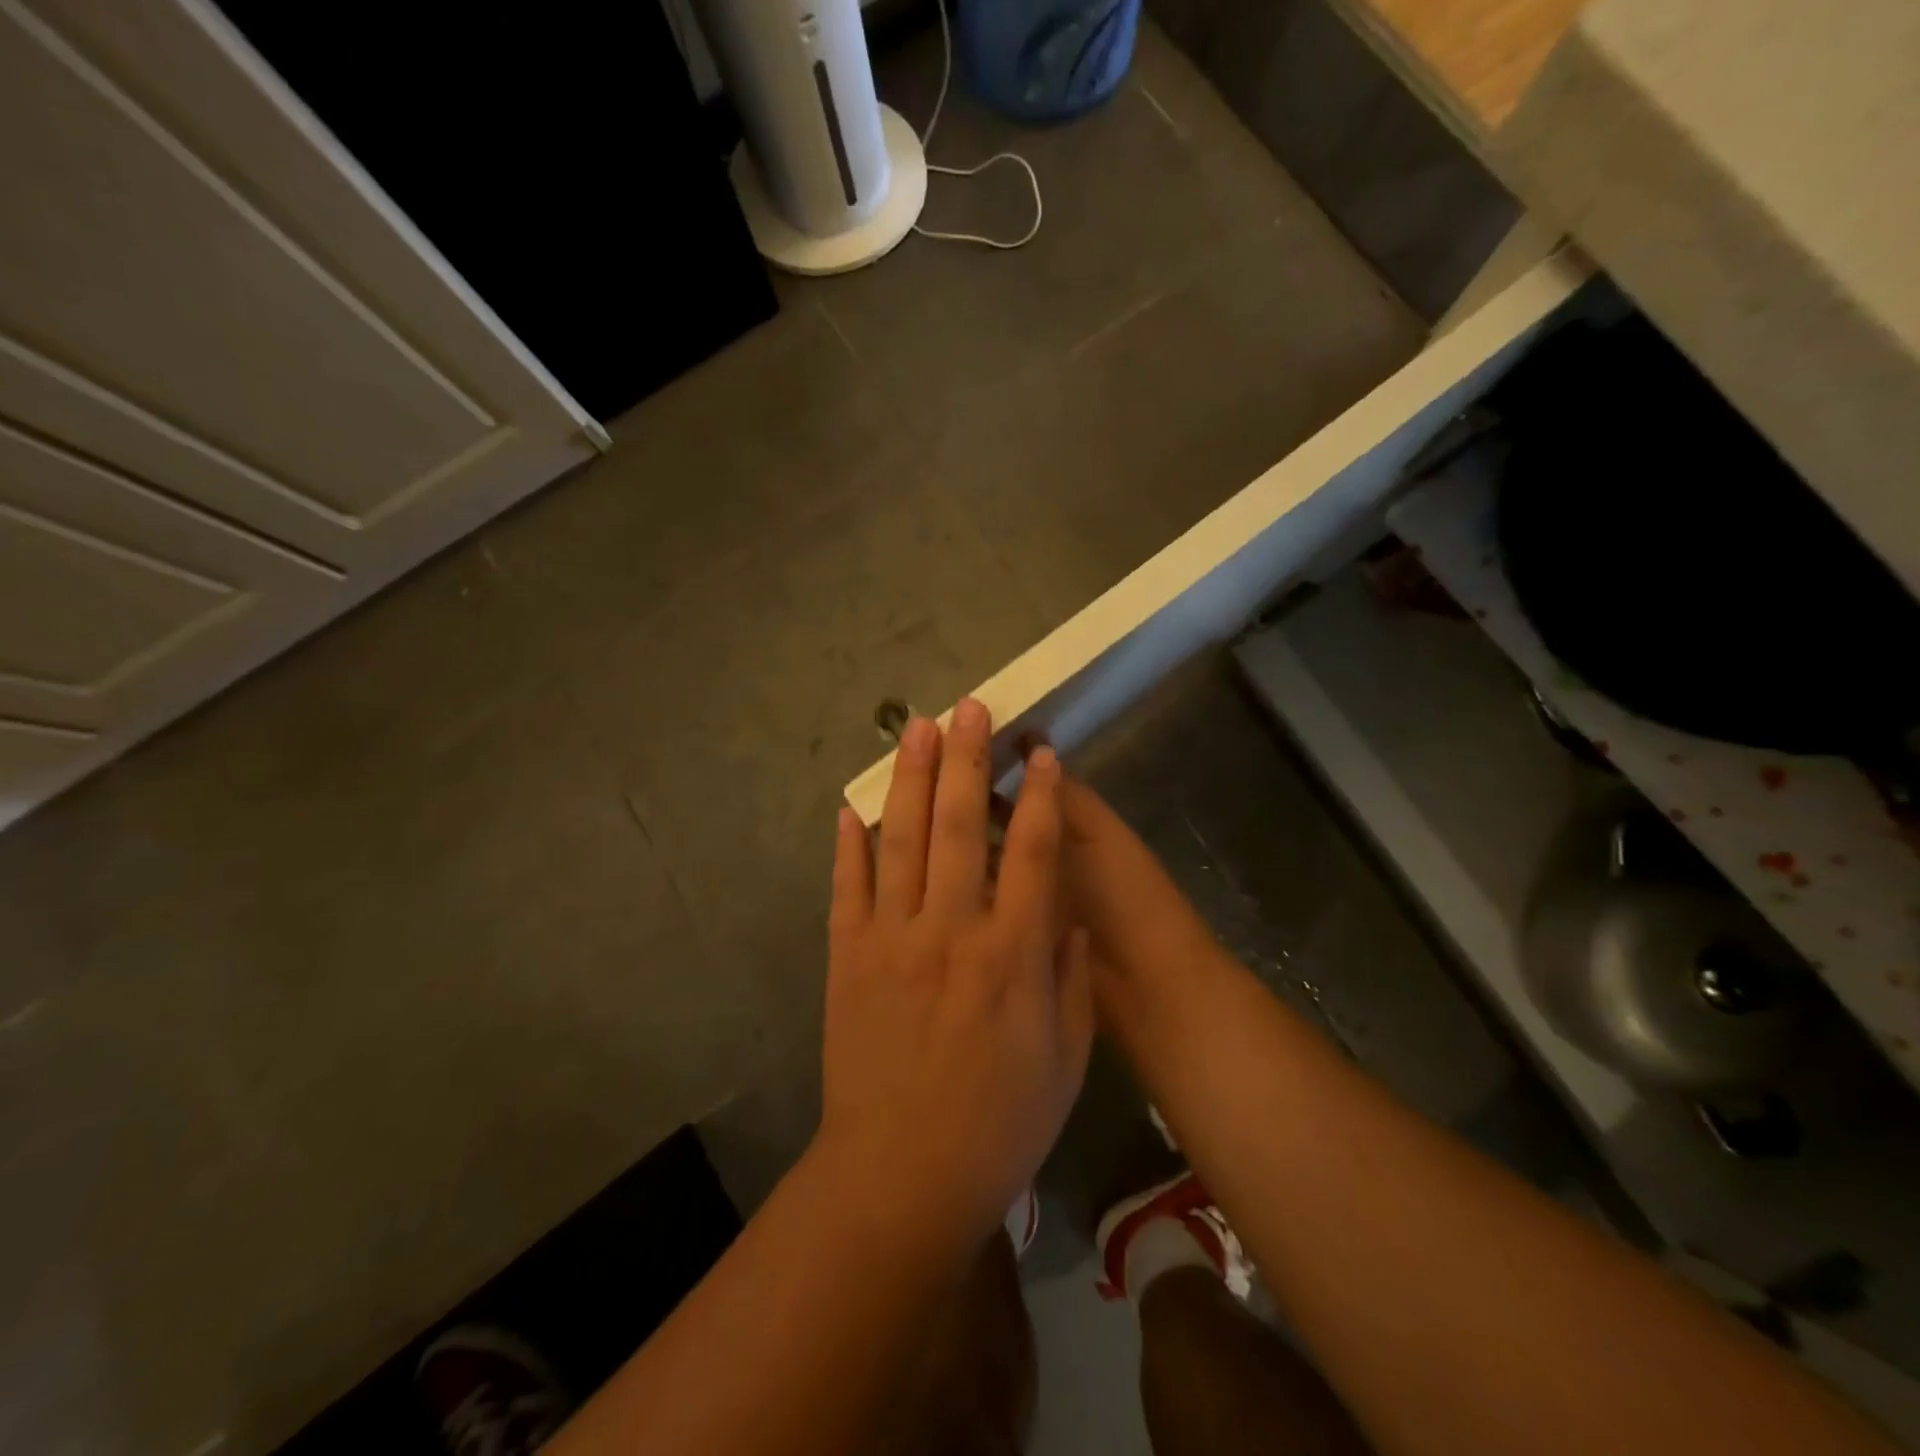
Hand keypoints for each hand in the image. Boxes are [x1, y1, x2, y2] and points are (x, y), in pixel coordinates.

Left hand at [818, 698, 1093, 1247]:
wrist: (901, 1176)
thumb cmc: (999, 1124)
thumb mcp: (1067, 1058)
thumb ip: (1068, 977)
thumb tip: (1061, 914)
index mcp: (1011, 953)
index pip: (1030, 852)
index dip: (1039, 795)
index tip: (1039, 752)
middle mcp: (950, 930)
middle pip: (958, 824)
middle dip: (965, 758)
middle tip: (968, 707)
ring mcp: (892, 939)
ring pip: (901, 839)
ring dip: (909, 777)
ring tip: (915, 727)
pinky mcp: (848, 958)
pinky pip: (848, 887)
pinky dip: (849, 843)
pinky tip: (851, 806)